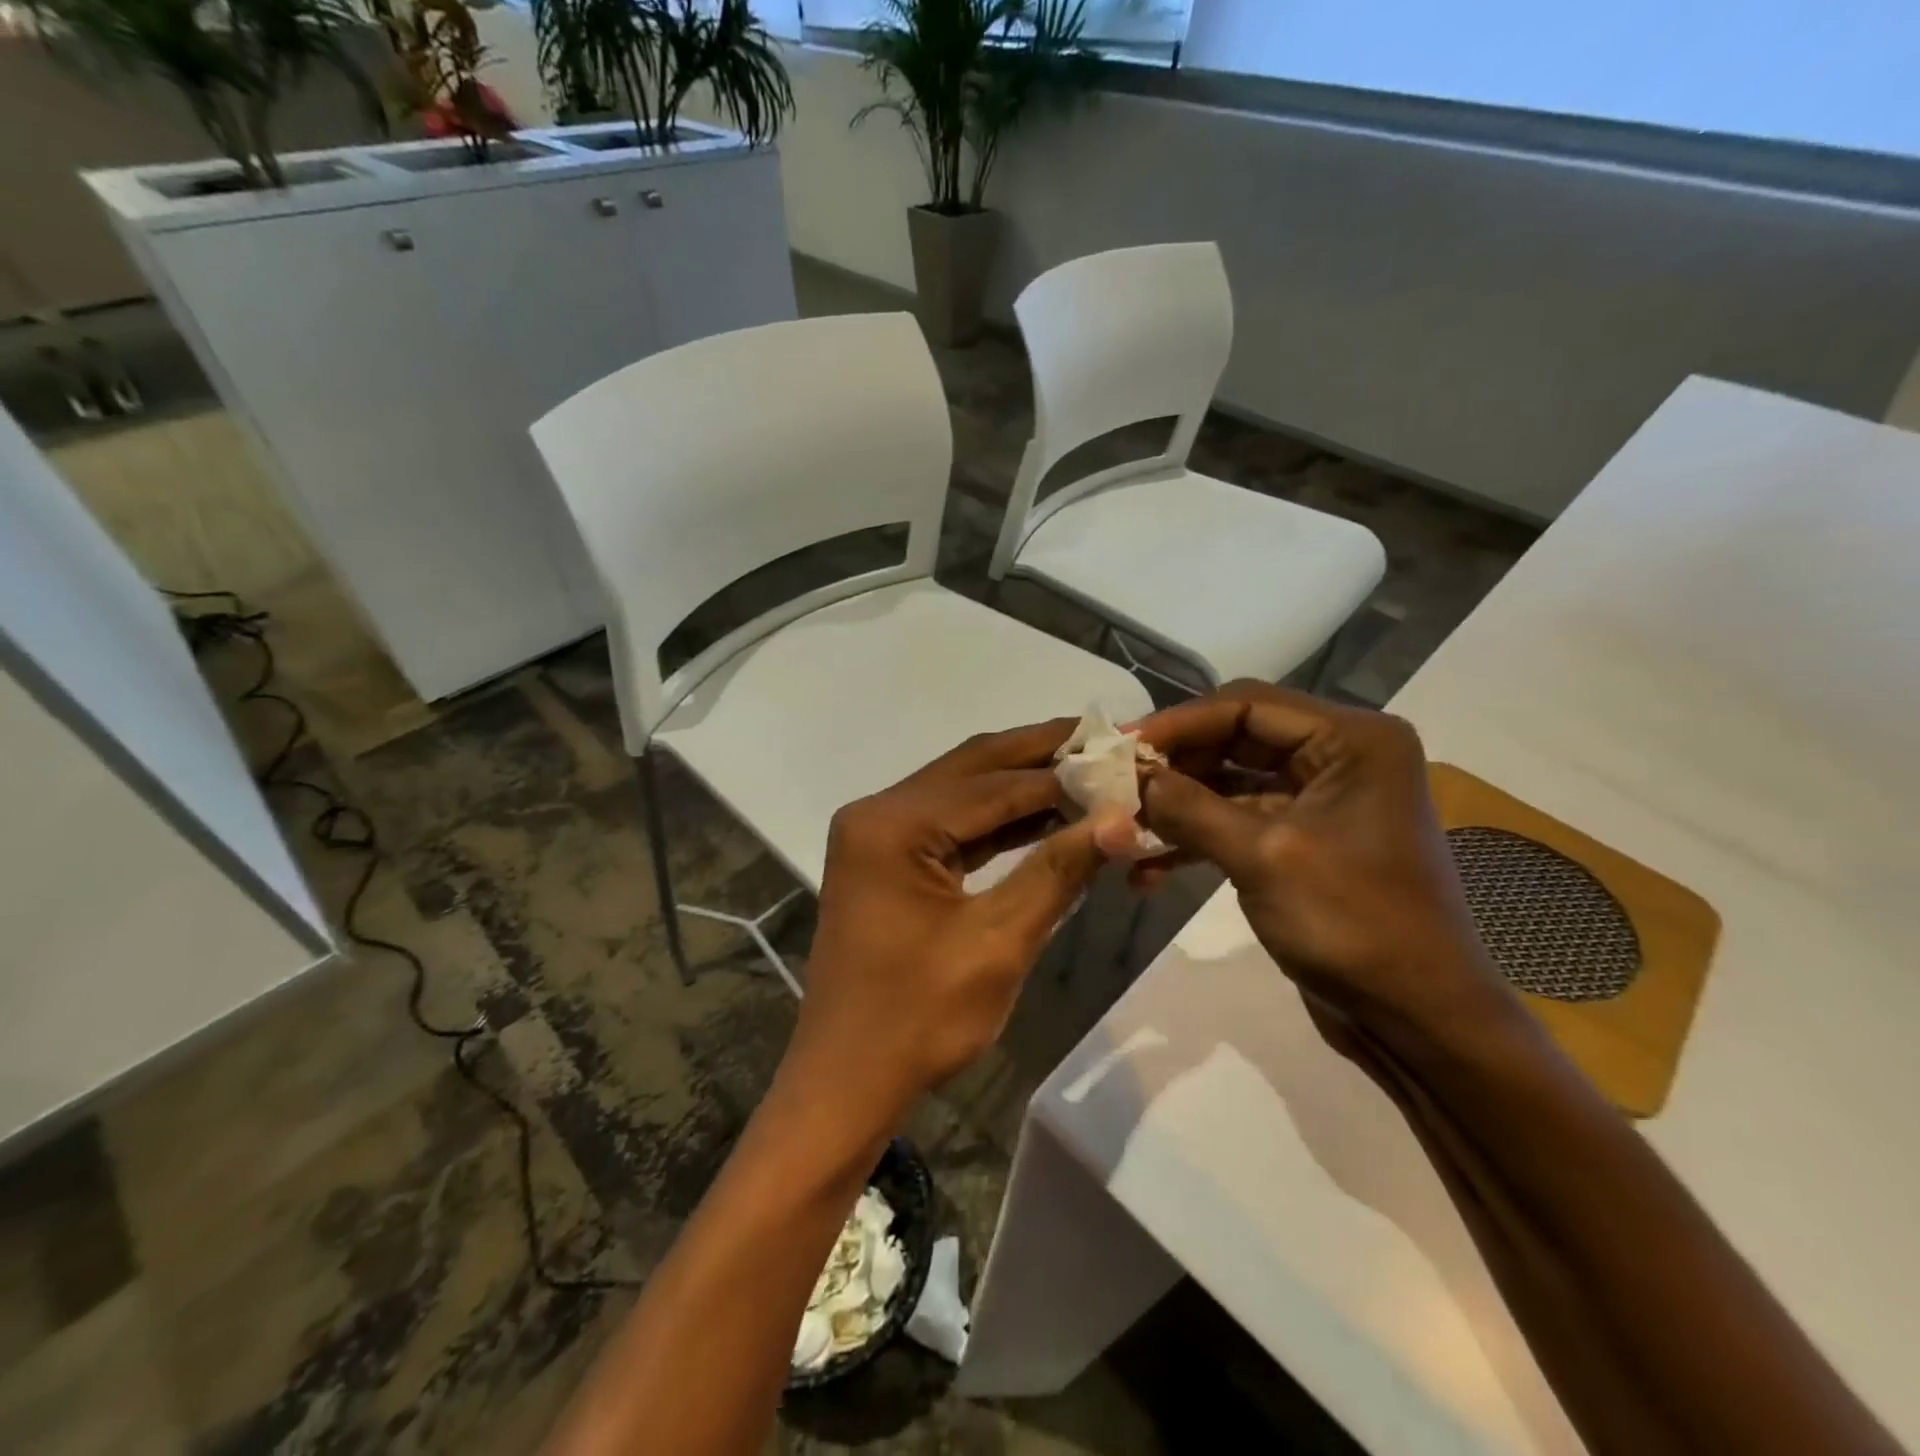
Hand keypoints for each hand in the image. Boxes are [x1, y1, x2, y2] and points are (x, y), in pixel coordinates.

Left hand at [787, 721, 1124, 1126]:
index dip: (1062, 775)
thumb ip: (1058, 871)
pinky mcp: (884, 858)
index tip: (1121, 762)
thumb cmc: (919, 1019)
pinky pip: (949, 824)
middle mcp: (877, 812)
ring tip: (1086, 771)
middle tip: (1103, 738)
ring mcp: (876, 834)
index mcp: (893, 825)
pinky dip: (997, 820)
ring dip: (1021, 785)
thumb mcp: (998, 943)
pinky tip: (1045, 815)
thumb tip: (1121, 819)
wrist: (848, 1080)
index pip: (994, 784)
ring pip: (962, 792)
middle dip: (1039, 755)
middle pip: (973, 768)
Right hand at [1127, 682, 1520, 1052]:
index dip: (1178, 723)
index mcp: (1351, 741)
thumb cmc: (1354, 925)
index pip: (1246, 705)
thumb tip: (1131, 776)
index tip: (1121, 747)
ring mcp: (1320, 801)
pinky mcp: (1302, 842)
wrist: (1418, 1019)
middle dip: (1174, 765)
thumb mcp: (1263, 857)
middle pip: (1235, 740)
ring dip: (1178, 806)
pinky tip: (1148, 870)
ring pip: (1229, 784)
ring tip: (1123, 828)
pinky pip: (1239, 823)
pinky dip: (1197, 840)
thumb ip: (1190, 808)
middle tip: (1115, 784)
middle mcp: (1339, 758)